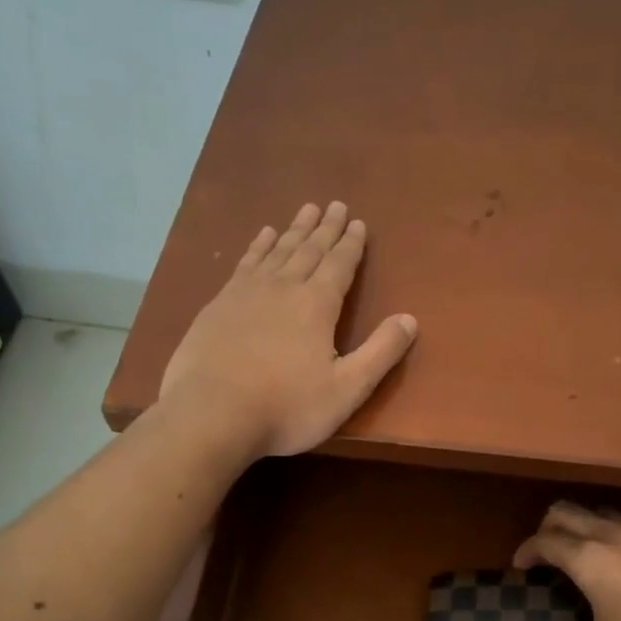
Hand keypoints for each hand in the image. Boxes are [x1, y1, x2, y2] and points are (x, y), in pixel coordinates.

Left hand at [159, 201, 416, 459]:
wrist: (211, 414)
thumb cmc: (287, 407)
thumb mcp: (347, 389)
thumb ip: (380, 353)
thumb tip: (410, 319)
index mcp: (317, 305)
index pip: (340, 265)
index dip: (351, 244)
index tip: (358, 223)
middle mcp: (283, 288)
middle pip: (309, 250)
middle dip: (326, 228)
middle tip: (335, 205)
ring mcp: (246, 292)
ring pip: (277, 250)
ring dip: (295, 230)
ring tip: (306, 210)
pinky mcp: (219, 304)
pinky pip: (246, 263)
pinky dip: (259, 246)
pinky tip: (263, 237)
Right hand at [512, 502, 620, 620]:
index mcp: (587, 559)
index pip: (544, 542)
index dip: (526, 551)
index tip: (519, 567)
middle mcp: (608, 536)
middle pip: (565, 512)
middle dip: (546, 528)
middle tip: (542, 555)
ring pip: (596, 513)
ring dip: (577, 525)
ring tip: (576, 555)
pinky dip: (604, 532)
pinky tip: (616, 564)